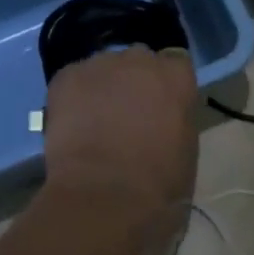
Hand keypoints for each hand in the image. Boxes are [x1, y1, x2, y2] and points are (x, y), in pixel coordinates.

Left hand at [42, 46, 197, 223]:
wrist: (104, 196)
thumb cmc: (158, 184)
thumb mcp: (186, 149)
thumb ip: (176, 118)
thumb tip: (162, 116)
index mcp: (176, 76)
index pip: (175, 64)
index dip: (165, 85)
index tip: (160, 105)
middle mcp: (140, 59)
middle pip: (138, 60)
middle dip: (134, 80)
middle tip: (126, 114)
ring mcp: (100, 64)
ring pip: (103, 68)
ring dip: (103, 87)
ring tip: (94, 121)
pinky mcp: (66, 76)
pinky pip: (73, 79)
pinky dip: (73, 96)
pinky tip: (72, 124)